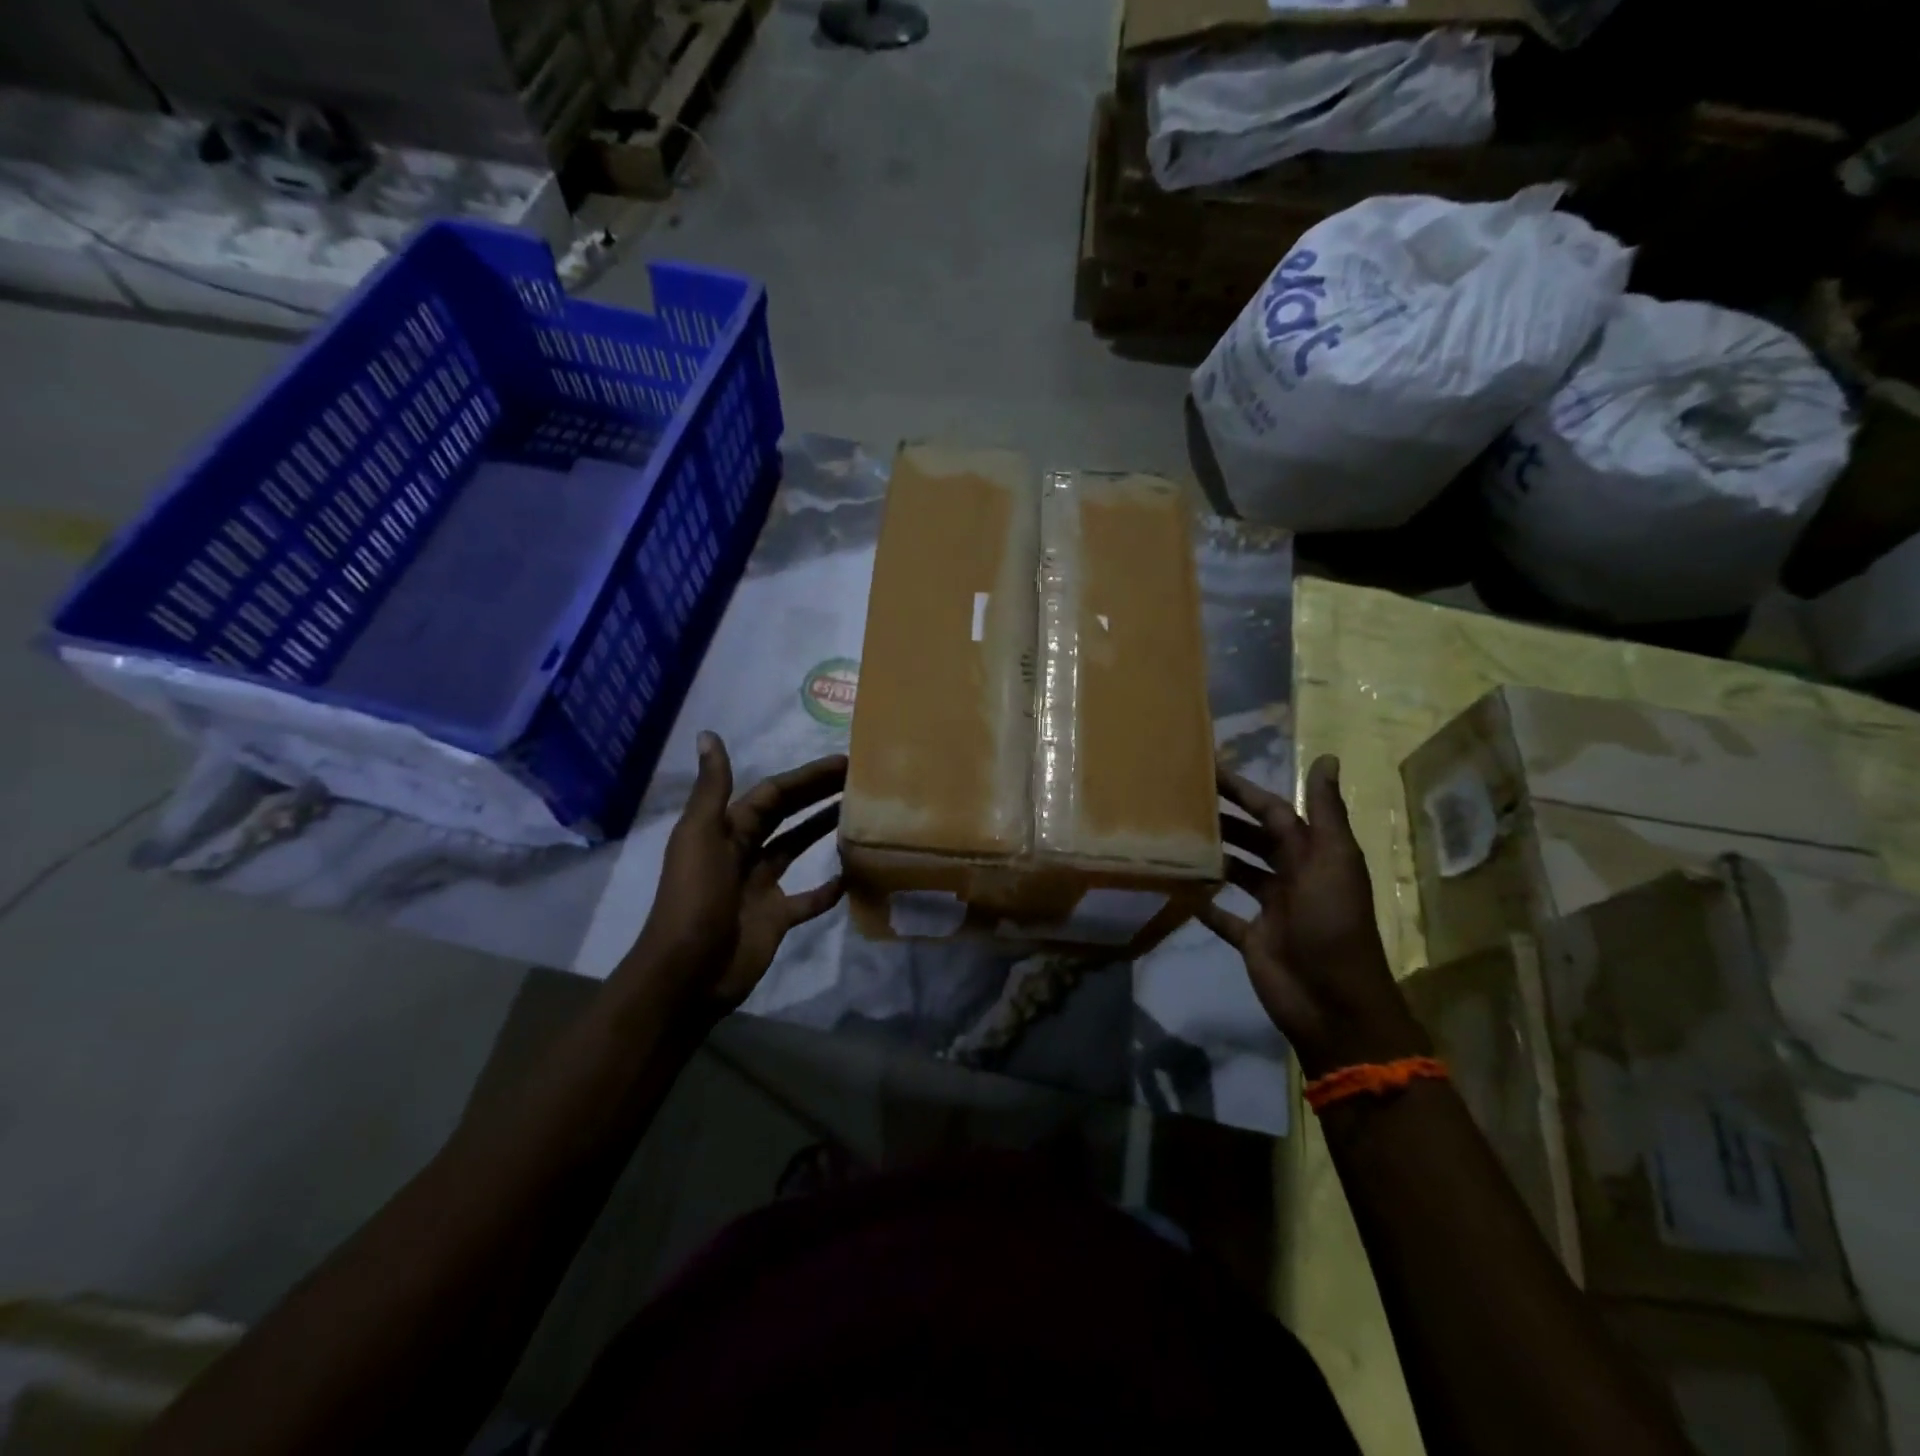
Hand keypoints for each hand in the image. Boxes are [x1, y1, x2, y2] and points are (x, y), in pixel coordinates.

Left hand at [624, 733, 845, 1011]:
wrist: (687, 973)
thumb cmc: (696, 899)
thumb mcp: (700, 837)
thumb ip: (712, 788)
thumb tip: (708, 734)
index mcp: (727, 830)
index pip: (772, 793)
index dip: (806, 777)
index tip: (844, 763)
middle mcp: (744, 852)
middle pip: (787, 815)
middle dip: (818, 795)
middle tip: (860, 781)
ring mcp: (761, 887)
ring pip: (797, 849)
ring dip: (823, 831)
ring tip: (859, 815)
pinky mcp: (775, 918)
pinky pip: (808, 899)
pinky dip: (828, 889)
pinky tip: (851, 877)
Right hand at [1198, 754, 1428, 1079]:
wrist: (1333, 1003)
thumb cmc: (1333, 925)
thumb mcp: (1333, 862)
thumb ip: (1326, 812)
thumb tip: (1328, 756)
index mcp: (1313, 855)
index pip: (1274, 812)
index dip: (1244, 791)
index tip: (1208, 771)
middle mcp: (1292, 877)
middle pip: (1254, 839)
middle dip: (1224, 819)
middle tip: (1180, 800)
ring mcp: (1272, 910)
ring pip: (1238, 873)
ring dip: (1214, 856)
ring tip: (1176, 836)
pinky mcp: (1253, 939)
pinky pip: (1224, 916)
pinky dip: (1204, 903)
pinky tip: (1178, 887)